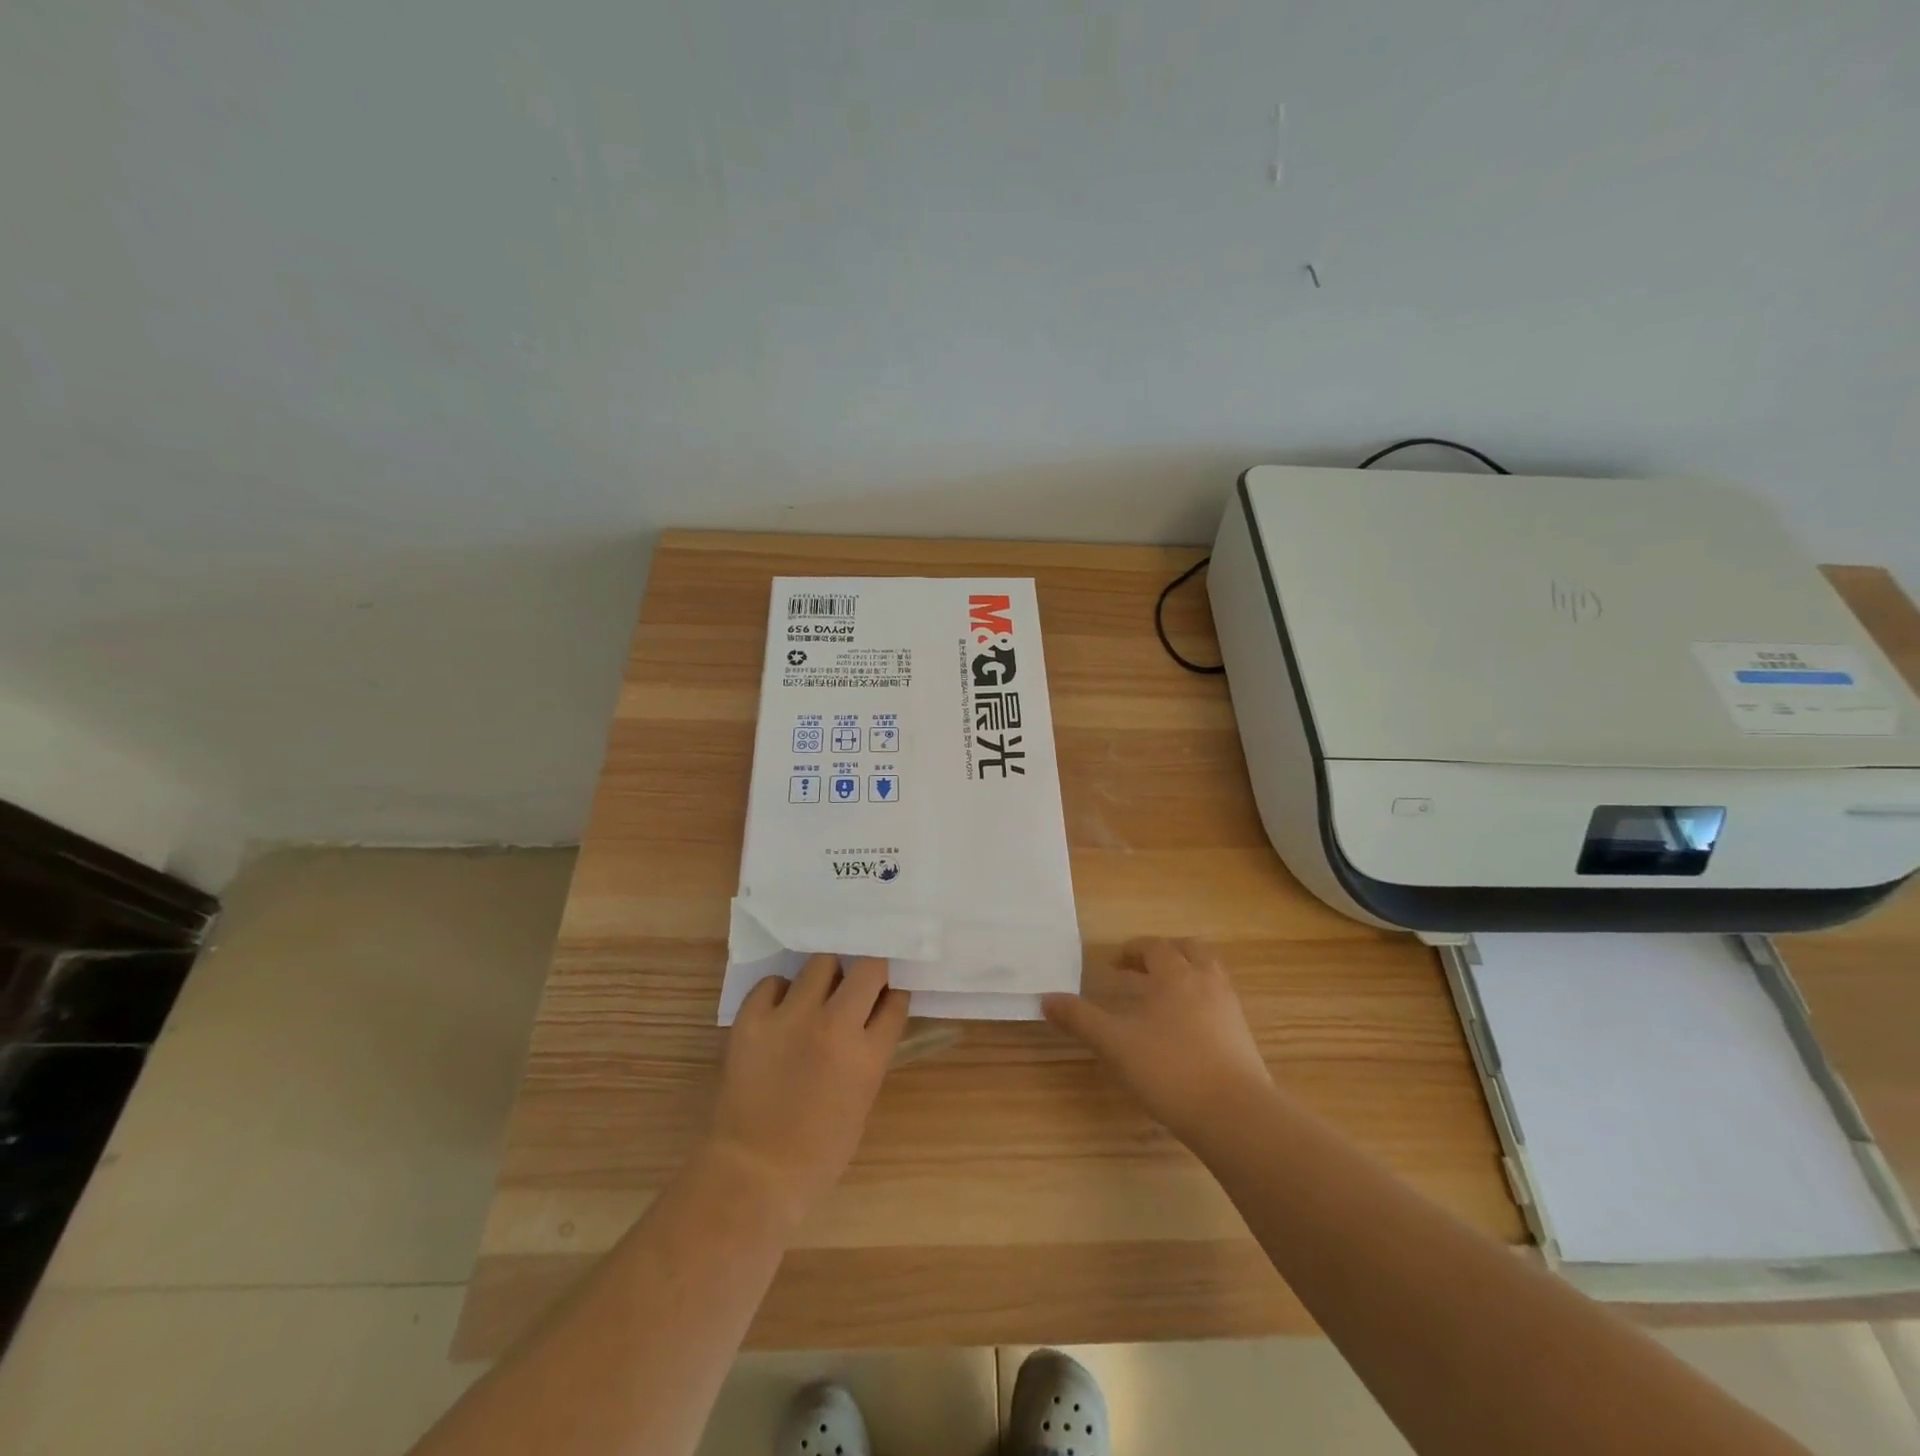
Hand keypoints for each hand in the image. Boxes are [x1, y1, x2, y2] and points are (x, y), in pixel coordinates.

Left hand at [708, 955, 909, 1224]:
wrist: (753, 1173)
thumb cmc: (818, 1151)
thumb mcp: (862, 1099)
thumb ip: (871, 1053)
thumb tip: (870, 1018)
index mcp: (868, 1055)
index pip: (895, 1000)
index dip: (892, 994)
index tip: (886, 995)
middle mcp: (834, 1025)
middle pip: (867, 967)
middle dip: (867, 973)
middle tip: (856, 988)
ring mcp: (790, 1017)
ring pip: (820, 963)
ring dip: (824, 978)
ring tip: (814, 998)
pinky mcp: (751, 1019)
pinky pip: (773, 982)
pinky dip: (780, 993)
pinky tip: (779, 1013)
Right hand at [1042, 938, 1271, 1143]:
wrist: (1235, 1114)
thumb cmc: (1169, 1069)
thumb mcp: (1114, 1044)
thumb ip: (1080, 1019)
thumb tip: (1046, 998)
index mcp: (1175, 974)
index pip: (1154, 946)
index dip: (1132, 950)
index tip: (1114, 963)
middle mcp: (1205, 981)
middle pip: (1190, 949)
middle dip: (1166, 953)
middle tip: (1144, 969)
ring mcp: (1229, 1008)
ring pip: (1209, 973)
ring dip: (1187, 974)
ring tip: (1164, 995)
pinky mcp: (1243, 1035)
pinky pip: (1219, 1001)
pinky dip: (1200, 1000)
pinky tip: (1185, 1028)